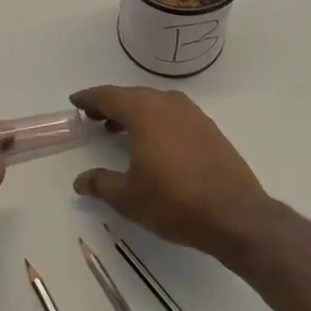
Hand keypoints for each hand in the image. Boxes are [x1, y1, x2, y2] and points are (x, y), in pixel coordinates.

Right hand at [70, 86, 271, 259]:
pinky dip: (156, 121)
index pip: (109, 96)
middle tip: (94, 117)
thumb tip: (81, 181)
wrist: (235, 215)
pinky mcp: (209, 128)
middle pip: (132, 96)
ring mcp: (192, 114)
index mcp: (144, 112)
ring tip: (119, 130)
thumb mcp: (129, 198)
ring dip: (134, 112)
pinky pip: (173, 115)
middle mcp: (168, 103)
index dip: (89, 98)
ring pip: (155, 104)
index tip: (75, 101)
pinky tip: (154, 142)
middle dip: (111, 105)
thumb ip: (101, 184)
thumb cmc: (174, 202)